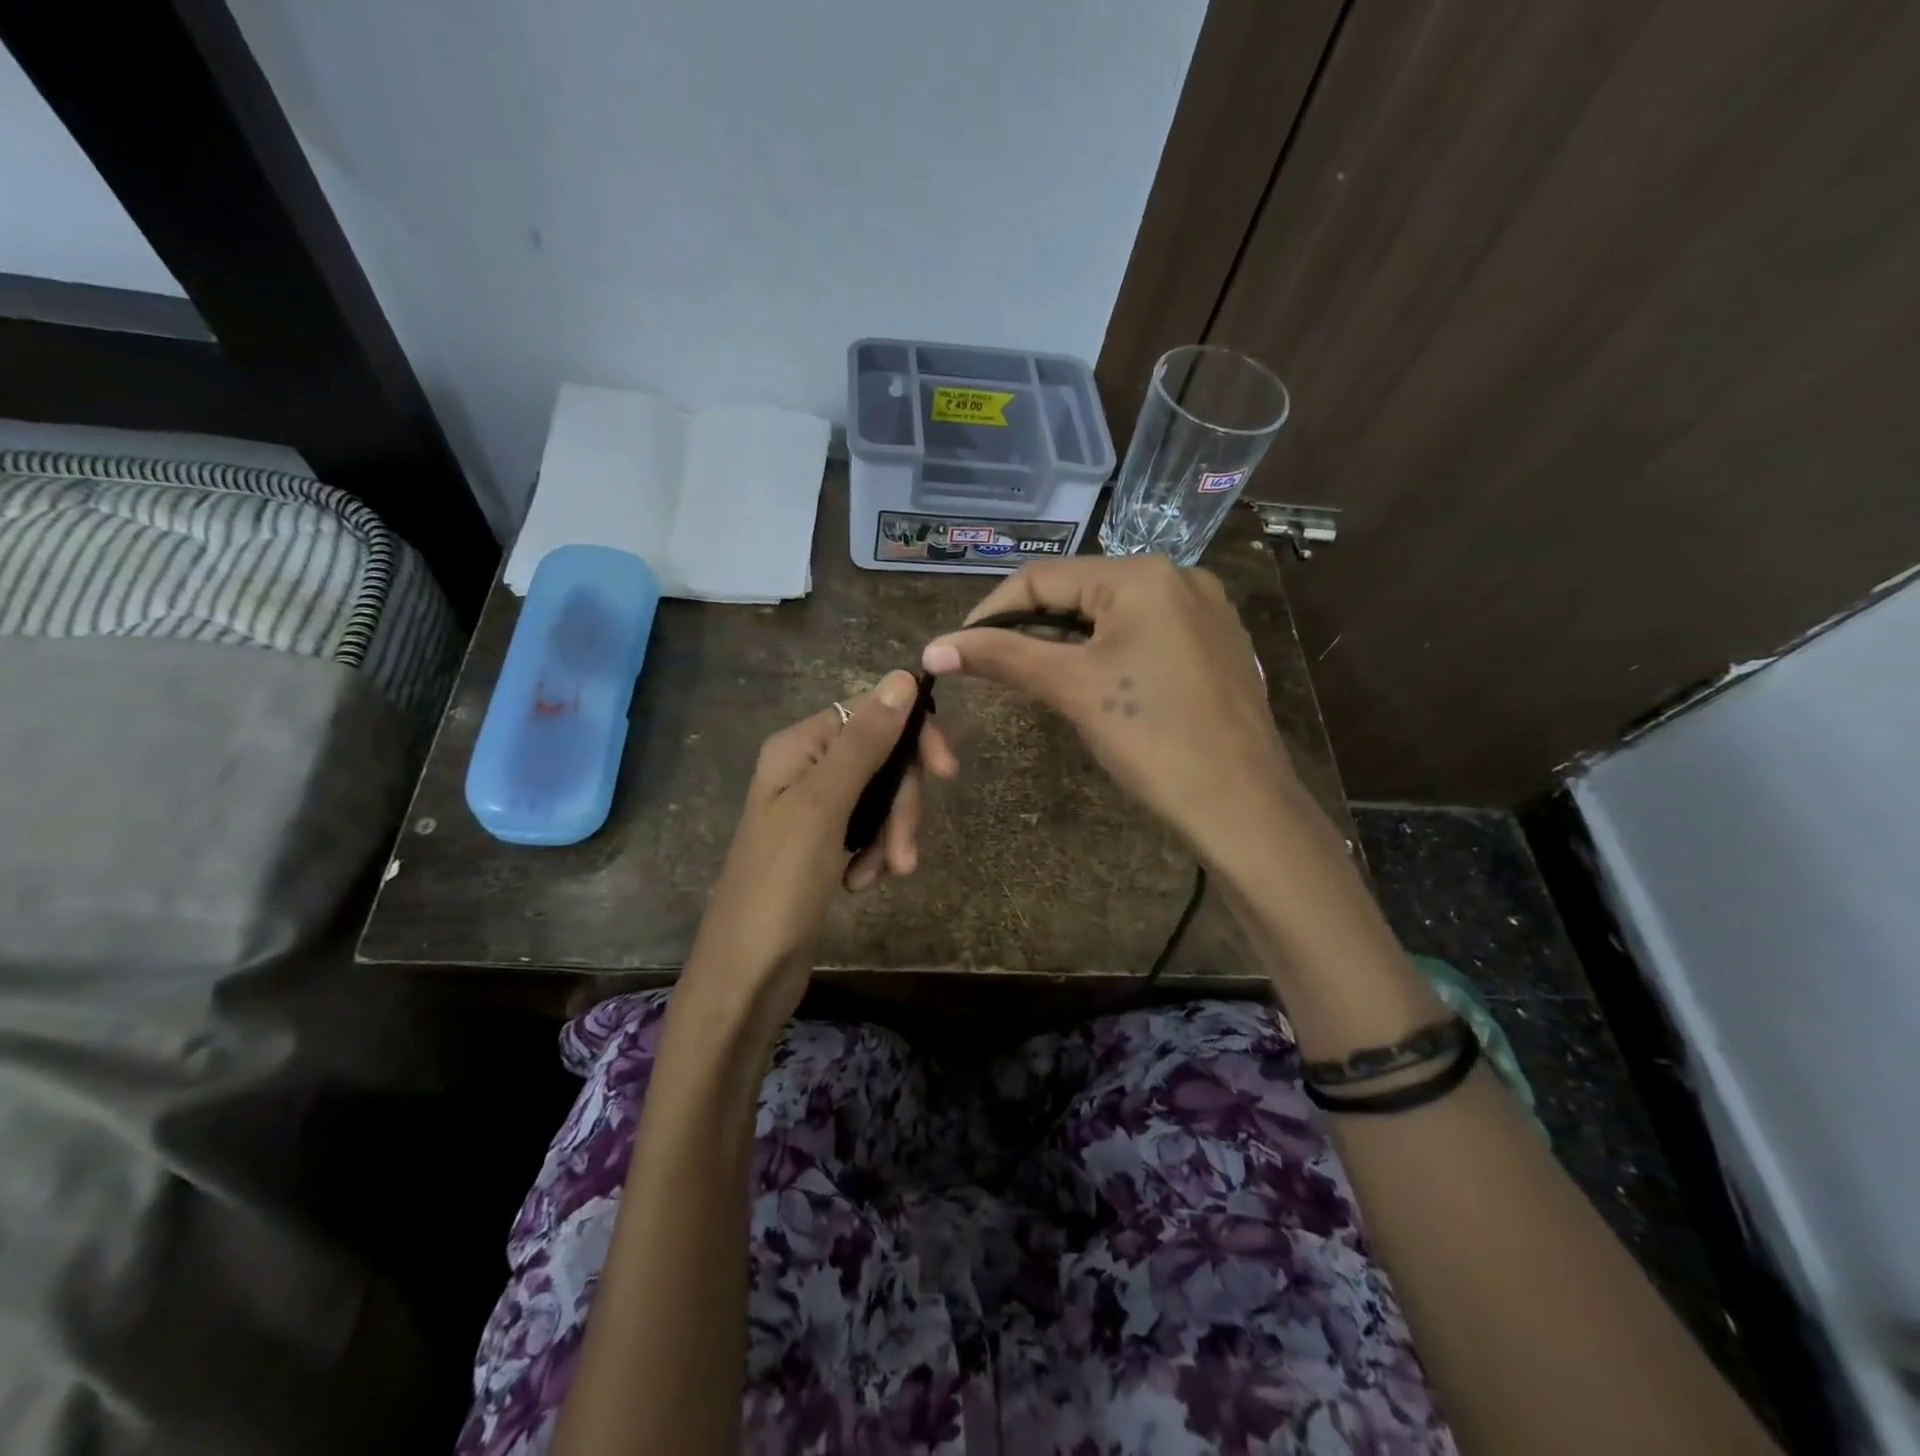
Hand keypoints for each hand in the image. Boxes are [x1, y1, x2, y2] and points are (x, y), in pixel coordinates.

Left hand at [682, 670, 958, 1024]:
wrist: (746, 974)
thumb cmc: (779, 885)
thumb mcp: (824, 807)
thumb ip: (865, 742)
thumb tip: (903, 676)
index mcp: (799, 747)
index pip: (871, 713)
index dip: (912, 737)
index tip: (947, 772)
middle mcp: (806, 768)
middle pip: (882, 759)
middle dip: (900, 804)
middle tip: (904, 854)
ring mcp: (815, 809)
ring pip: (880, 798)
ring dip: (890, 835)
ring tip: (882, 876)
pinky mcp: (824, 845)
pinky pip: (868, 831)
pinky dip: (874, 854)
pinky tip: (861, 884)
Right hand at [920, 556, 1300, 870]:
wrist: (1242, 805)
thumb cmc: (1153, 738)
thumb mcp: (1072, 688)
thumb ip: (1003, 657)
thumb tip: (933, 648)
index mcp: (1141, 574)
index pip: (1043, 577)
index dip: (991, 611)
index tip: (958, 649)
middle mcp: (1178, 576)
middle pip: (1079, 591)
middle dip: (1030, 627)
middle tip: (994, 669)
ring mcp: (1204, 610)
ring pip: (1111, 614)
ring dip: (1065, 641)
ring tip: (1035, 678)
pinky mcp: (1216, 644)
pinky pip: (1145, 633)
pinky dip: (1106, 651)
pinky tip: (1093, 684)